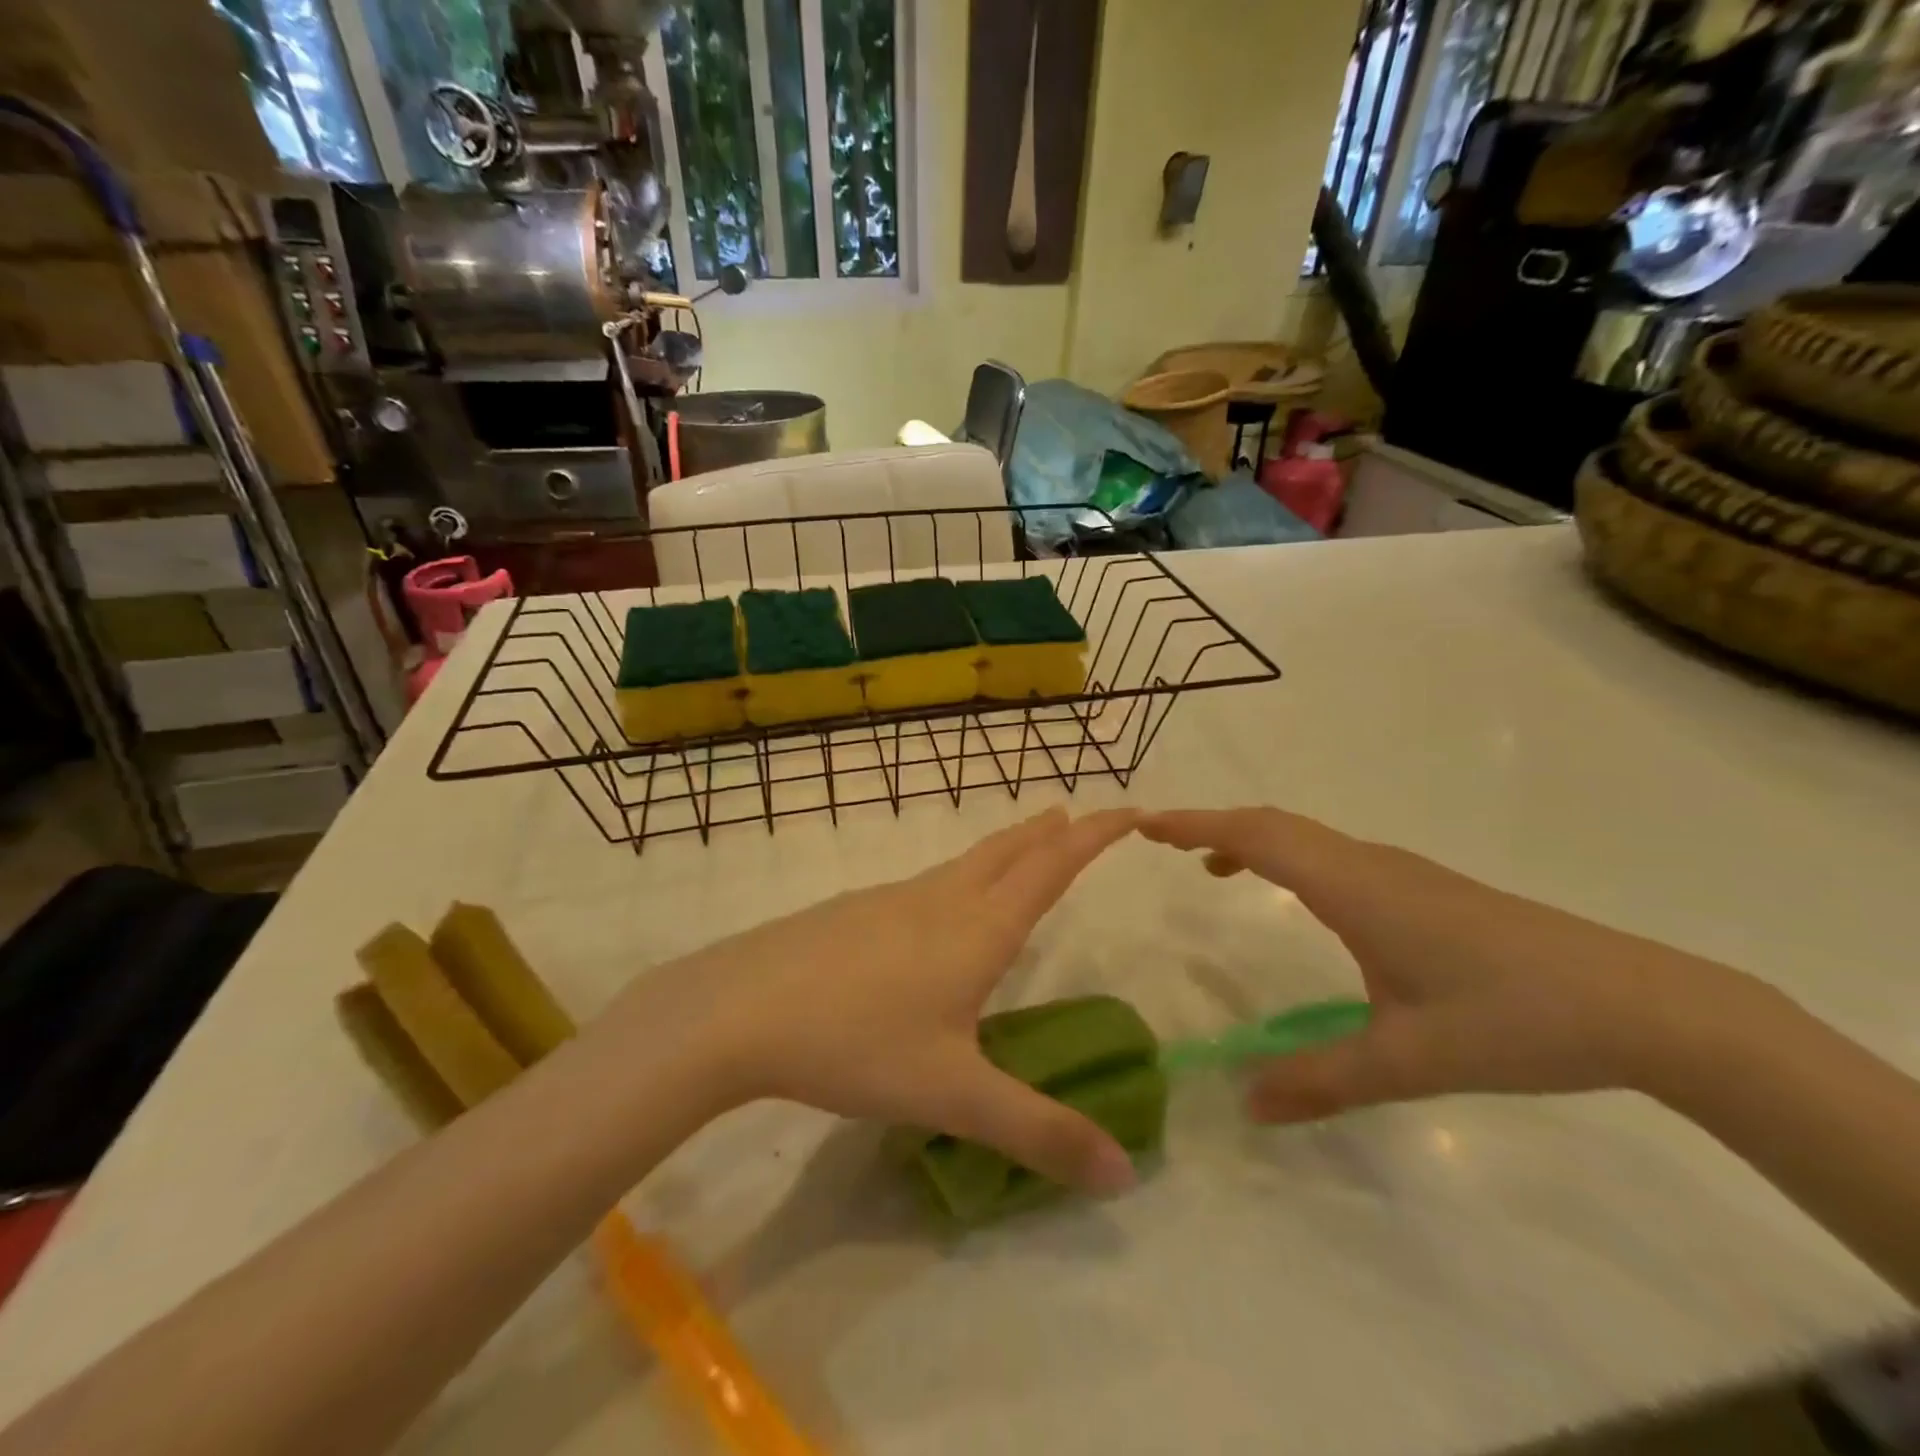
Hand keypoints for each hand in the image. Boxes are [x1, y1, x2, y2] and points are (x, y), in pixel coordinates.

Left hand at [612, 808, 1140, 1194]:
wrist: (740, 1008)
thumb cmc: (858, 1044)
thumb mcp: (955, 1097)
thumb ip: (1039, 1133)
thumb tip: (1126, 1177)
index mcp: (977, 929)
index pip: (1051, 869)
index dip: (1094, 837)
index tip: (1128, 811)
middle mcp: (940, 901)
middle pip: (1007, 852)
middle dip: (1049, 833)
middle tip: (1076, 814)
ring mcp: (891, 900)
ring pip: (963, 863)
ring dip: (1003, 849)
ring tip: (1021, 848)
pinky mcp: (853, 912)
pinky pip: (925, 883)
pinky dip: (957, 875)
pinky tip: (937, 906)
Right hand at [1141, 808, 1754, 1122]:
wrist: (1642, 1004)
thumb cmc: (1515, 1019)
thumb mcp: (1410, 1060)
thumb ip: (1322, 1080)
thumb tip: (1245, 1104)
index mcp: (1354, 887)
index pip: (1256, 836)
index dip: (1195, 824)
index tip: (1144, 824)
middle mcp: (1368, 864)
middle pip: (1273, 824)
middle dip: (1209, 824)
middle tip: (1158, 838)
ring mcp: (1399, 872)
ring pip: (1303, 835)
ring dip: (1248, 839)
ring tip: (1206, 866)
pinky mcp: (1422, 888)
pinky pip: (1330, 855)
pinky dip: (1286, 856)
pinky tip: (1292, 897)